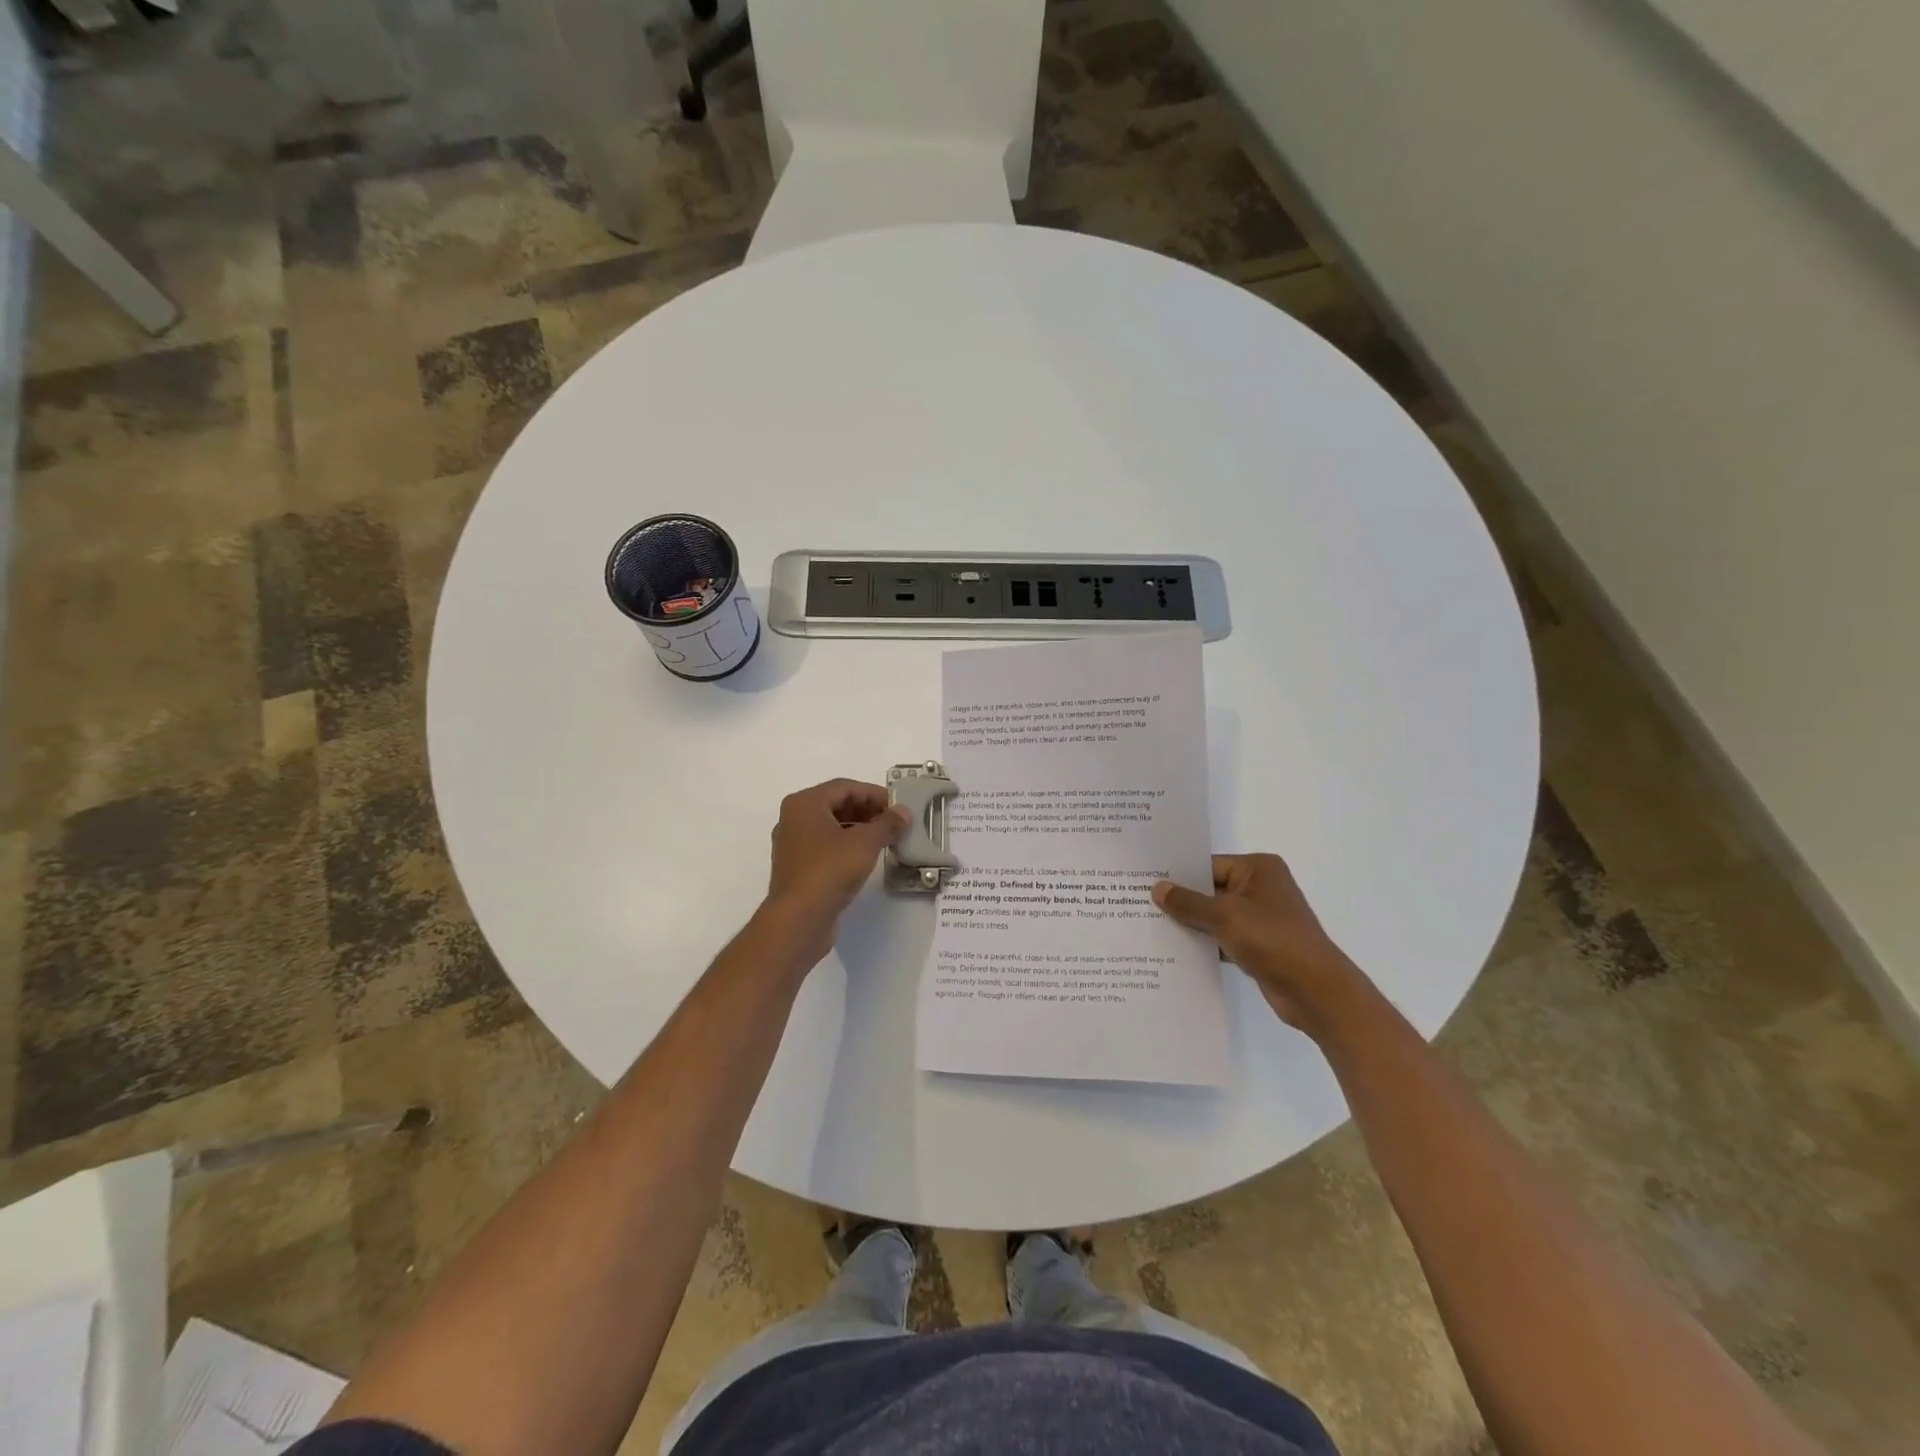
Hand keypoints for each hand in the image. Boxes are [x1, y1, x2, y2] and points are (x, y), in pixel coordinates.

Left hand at [764, 779, 909, 960]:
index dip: (874, 794)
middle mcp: (794, 819)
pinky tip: (867, 857)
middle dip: (868, 811)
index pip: (845, 787)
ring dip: (860, 829)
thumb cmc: (829, 871)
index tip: (898, 806)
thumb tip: (903, 813)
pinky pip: (827, 846)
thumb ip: (887, 824)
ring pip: (832, 826)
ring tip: (886, 839)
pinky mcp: (799, 868)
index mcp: (804, 804)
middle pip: (837, 805)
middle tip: (895, 822)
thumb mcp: (865, 843)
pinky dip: (848, 846)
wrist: (799, 920)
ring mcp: (794, 845)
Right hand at [1153, 855, 1366, 1034]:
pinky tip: (1174, 950)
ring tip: (1150, 926)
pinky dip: (1204, 943)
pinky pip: (1222, 937)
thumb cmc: (1273, 940)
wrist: (1316, 991)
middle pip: (1210, 890)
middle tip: (1139, 902)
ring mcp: (1260, 918)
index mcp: (1258, 869)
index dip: (1178, 874)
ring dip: (1190, 924)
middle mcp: (1260, 888)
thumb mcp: (1224, 916)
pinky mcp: (1258, 945)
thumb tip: (1158, 888)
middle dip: (1180, 900)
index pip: (1208, 865)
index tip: (1144, 880)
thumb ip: (1188, 903)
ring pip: (1214, 916)